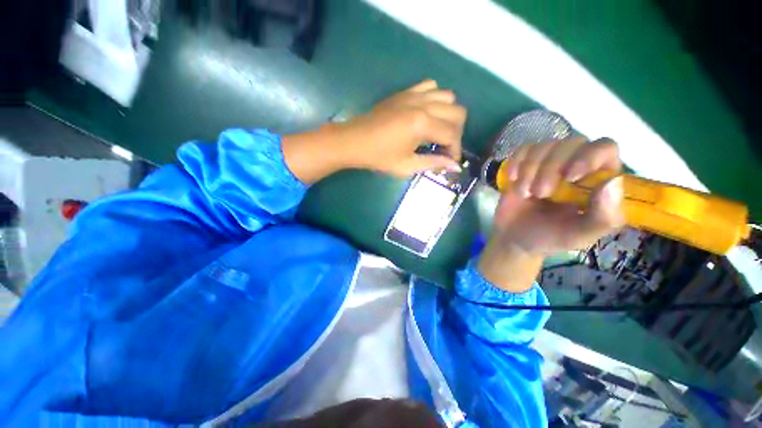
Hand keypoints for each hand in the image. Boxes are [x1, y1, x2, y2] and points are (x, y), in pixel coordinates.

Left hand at [338, 79, 465, 176]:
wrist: (354, 141)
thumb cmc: (379, 157)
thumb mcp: (407, 166)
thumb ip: (433, 163)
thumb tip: (455, 166)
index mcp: (423, 124)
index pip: (453, 135)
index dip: (455, 151)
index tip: (450, 162)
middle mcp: (423, 104)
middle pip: (458, 112)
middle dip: (456, 133)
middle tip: (445, 148)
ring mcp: (414, 95)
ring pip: (448, 97)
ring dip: (449, 115)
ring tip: (438, 131)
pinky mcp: (405, 92)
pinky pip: (431, 86)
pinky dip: (436, 98)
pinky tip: (428, 113)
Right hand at [478, 137, 624, 291]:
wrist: (514, 237)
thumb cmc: (549, 237)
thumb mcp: (579, 236)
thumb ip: (603, 217)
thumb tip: (613, 181)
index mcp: (598, 180)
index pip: (605, 148)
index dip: (589, 156)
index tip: (570, 177)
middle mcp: (576, 164)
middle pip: (572, 142)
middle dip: (551, 168)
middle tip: (540, 194)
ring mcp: (549, 162)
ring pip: (545, 145)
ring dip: (530, 169)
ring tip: (524, 193)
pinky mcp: (526, 163)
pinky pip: (523, 149)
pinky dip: (516, 162)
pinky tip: (513, 179)